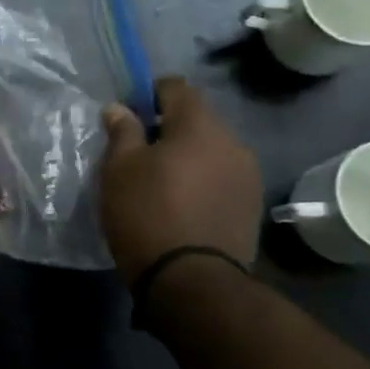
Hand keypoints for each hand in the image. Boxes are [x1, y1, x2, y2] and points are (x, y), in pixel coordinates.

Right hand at [99, 77, 261, 279]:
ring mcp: (247, 176)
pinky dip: (200, 181)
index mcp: (199, 125)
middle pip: (196, 120)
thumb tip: (119, 108)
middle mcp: (231, 142)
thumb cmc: (147, 213)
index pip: (176, 87)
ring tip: (159, 182)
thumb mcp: (119, 169)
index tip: (128, 115)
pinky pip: (220, 178)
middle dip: (167, 128)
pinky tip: (180, 204)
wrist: (192, 281)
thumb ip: (121, 131)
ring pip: (210, 151)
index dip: (149, 93)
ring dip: (187, 157)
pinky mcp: (250, 206)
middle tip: (137, 152)